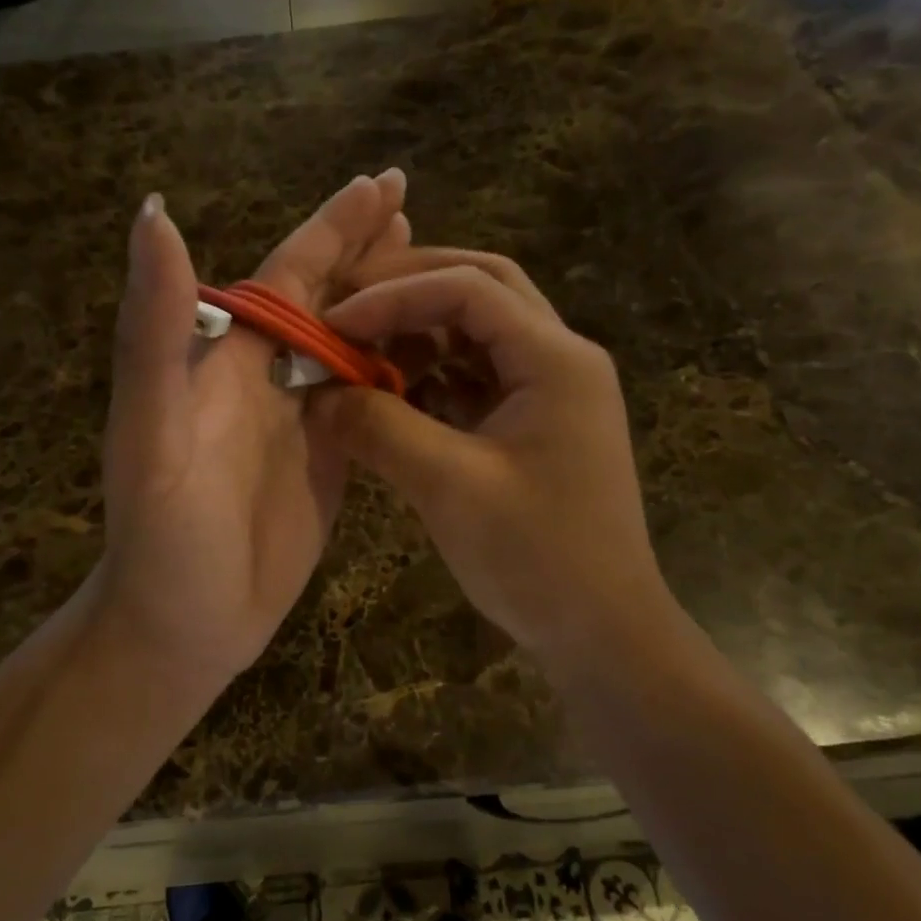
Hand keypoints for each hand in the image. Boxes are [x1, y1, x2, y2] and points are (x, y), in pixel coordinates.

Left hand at [89, 171, 410, 691]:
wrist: (183, 626)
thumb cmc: (164, 536)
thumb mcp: (149, 432)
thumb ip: (154, 329)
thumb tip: (154, 213)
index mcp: (231, 358)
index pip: (290, 273)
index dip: (332, 227)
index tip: (381, 183)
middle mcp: (269, 375)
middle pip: (329, 297)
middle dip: (369, 250)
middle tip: (417, 206)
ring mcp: (305, 417)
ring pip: (356, 343)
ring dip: (394, 304)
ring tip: (444, 273)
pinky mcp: (334, 459)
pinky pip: (374, 399)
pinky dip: (404, 368)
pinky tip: (440, 354)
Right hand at [312, 252, 669, 664]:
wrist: (602, 632)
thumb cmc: (537, 558)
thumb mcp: (449, 487)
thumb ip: (379, 428)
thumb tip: (318, 393)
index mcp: (556, 359)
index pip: (469, 290)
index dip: (394, 295)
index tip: (332, 322)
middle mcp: (560, 359)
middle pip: (482, 289)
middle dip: (412, 288)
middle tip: (348, 303)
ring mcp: (551, 391)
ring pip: (479, 331)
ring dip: (420, 330)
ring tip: (363, 346)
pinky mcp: (534, 424)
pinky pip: (477, 376)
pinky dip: (433, 374)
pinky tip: (392, 391)